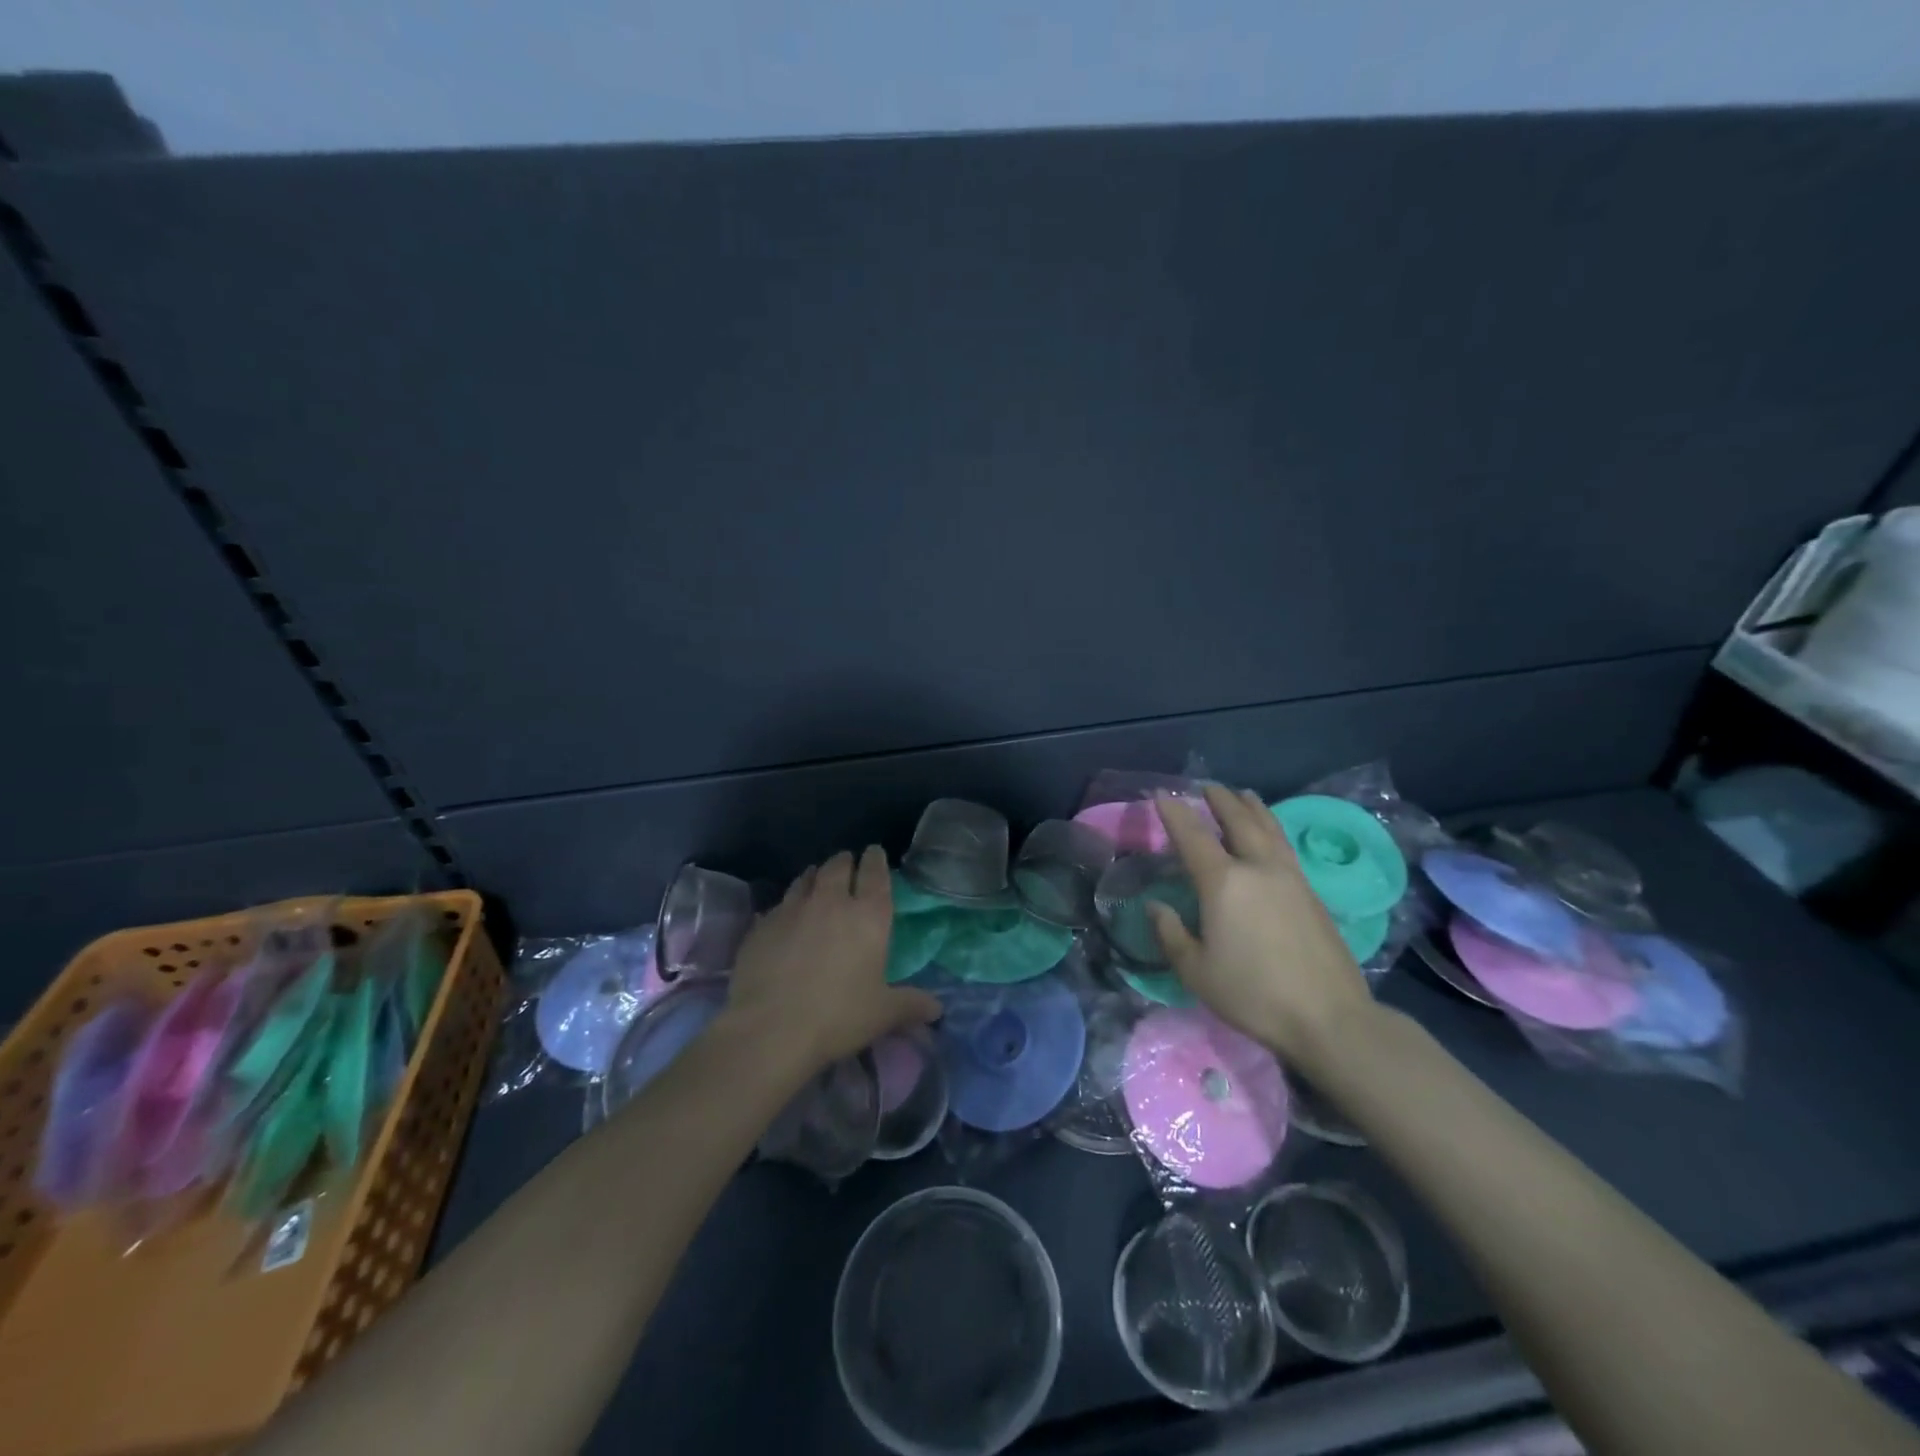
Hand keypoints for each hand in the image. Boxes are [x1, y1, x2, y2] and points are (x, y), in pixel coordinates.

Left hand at [725, 846, 942, 1070]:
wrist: (770, 1028)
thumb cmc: (838, 1016)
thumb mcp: (883, 1014)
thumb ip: (911, 1005)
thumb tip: (937, 1009)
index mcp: (868, 916)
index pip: (875, 873)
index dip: (876, 860)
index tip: (875, 853)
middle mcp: (831, 902)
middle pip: (838, 867)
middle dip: (845, 862)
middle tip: (847, 864)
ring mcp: (792, 909)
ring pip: (805, 878)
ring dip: (814, 876)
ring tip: (816, 879)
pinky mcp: (762, 925)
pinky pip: (777, 905)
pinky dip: (786, 905)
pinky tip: (784, 916)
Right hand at [1149, 785, 1374, 1070]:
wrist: (1329, 1017)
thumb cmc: (1253, 994)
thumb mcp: (1196, 971)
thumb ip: (1171, 934)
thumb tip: (1156, 906)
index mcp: (1223, 883)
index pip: (1192, 835)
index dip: (1173, 813)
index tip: (1160, 794)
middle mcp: (1257, 868)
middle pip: (1238, 820)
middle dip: (1219, 800)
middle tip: (1206, 787)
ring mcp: (1290, 877)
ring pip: (1269, 828)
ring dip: (1252, 808)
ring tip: (1243, 795)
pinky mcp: (1312, 893)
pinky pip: (1285, 845)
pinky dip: (1271, 828)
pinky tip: (1270, 835)